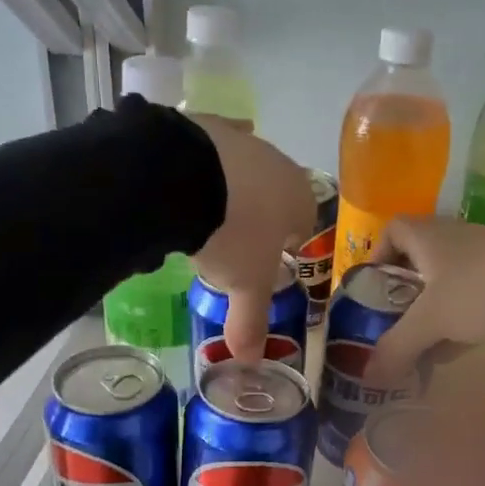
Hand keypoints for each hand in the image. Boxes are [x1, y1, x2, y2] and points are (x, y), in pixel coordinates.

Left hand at [187, 115, 315, 359]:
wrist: (185, 175)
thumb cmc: (232, 233)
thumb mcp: (244, 284)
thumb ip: (251, 321)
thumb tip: (250, 362)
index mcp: (299, 198)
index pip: (304, 222)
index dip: (286, 246)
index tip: (263, 263)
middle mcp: (278, 163)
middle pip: (273, 195)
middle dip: (256, 218)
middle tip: (228, 245)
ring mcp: (241, 140)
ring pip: (241, 171)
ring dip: (227, 192)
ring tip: (197, 218)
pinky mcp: (204, 123)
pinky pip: (207, 149)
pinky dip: (198, 166)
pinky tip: (180, 182)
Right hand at [366, 217, 484, 381]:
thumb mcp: (432, 320)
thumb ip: (397, 347)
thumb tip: (366, 376)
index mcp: (430, 236)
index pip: (393, 230)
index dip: (377, 255)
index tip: (369, 290)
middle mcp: (456, 243)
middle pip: (419, 265)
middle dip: (402, 299)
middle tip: (386, 333)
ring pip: (448, 291)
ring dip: (432, 320)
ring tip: (415, 356)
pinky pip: (475, 309)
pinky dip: (460, 331)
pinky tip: (452, 359)